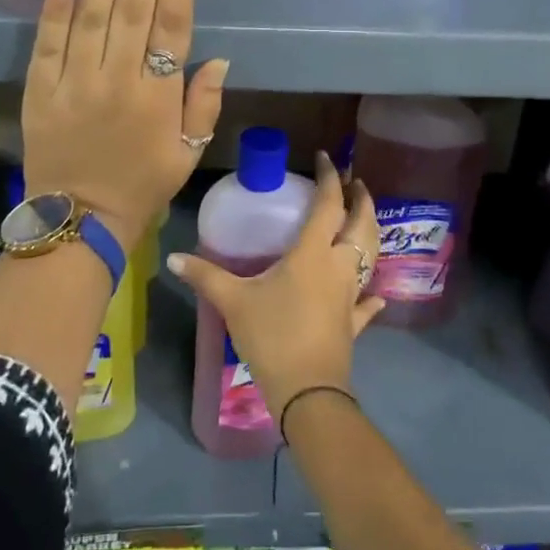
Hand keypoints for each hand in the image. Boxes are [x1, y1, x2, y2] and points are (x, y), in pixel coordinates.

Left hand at [22, 0, 227, 245]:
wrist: (77, 222)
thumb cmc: (142, 187)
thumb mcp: (187, 153)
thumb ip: (203, 105)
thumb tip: (217, 57)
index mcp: (158, 95)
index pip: (174, 22)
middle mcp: (118, 79)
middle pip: (135, 5)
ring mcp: (75, 82)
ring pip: (90, 14)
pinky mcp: (41, 90)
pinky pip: (47, 44)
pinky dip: (54, 10)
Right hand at [169, 153, 383, 423]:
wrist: (307, 392)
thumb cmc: (272, 336)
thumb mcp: (233, 302)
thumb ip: (205, 276)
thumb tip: (173, 257)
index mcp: (313, 253)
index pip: (328, 204)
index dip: (330, 178)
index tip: (327, 157)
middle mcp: (339, 267)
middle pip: (361, 225)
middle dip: (361, 200)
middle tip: (356, 183)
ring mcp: (351, 295)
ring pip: (370, 256)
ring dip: (370, 232)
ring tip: (364, 219)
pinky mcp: (353, 323)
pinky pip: (367, 303)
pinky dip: (372, 294)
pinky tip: (376, 294)